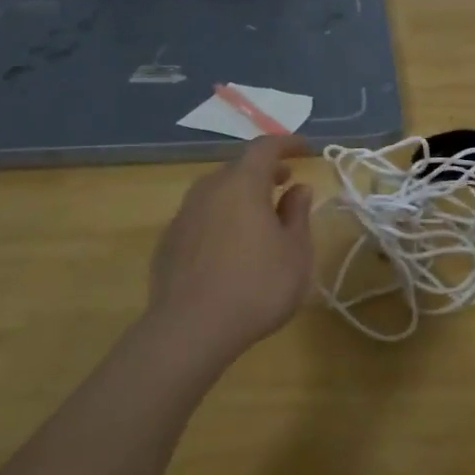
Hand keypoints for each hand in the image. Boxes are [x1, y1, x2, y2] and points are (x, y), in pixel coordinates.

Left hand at [145, 136, 315, 359]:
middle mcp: (208, 190)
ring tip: (260, 216)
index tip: (306, 150)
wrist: (190, 330)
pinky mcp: (168, 243)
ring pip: (216, 193)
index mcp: (242, 184)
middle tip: (285, 183)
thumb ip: (298, 214)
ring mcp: (183, 216)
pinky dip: (221, 219)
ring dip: (240, 196)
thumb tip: (298, 189)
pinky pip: (201, 218)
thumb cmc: (257, 286)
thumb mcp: (295, 252)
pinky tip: (231, 247)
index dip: (287, 144)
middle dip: (264, 171)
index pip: (265, 147)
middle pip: (238, 169)